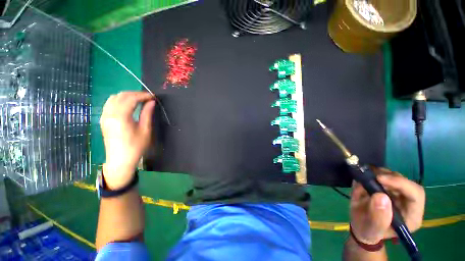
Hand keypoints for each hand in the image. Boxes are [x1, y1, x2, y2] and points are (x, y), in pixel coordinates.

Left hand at [100, 91, 154, 189]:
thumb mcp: (145, 130)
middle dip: (135, 94)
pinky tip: (127, 105)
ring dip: (127, 96)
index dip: (143, 95)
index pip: (131, 98)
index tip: (153, 97)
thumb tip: (152, 102)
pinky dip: (119, 100)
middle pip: (121, 95)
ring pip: (114, 98)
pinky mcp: (104, 119)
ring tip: (139, 100)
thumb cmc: (135, 146)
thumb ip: (147, 114)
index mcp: (120, 117)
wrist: (120, 160)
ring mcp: (104, 116)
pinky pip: (110, 103)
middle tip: (148, 98)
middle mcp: (109, 113)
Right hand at [350, 168, 424, 243]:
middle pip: (406, 183)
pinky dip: (374, 173)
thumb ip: (378, 217)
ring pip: (396, 177)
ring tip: (364, 178)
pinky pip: (385, 175)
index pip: (416, 194)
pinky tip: (364, 178)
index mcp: (411, 216)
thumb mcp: (371, 229)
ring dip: (379, 173)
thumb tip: (381, 196)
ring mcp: (399, 195)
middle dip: (388, 177)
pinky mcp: (390, 189)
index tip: (379, 179)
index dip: (401, 183)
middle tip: (370, 176)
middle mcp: (409, 203)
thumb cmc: (368, 231)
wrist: (361, 226)